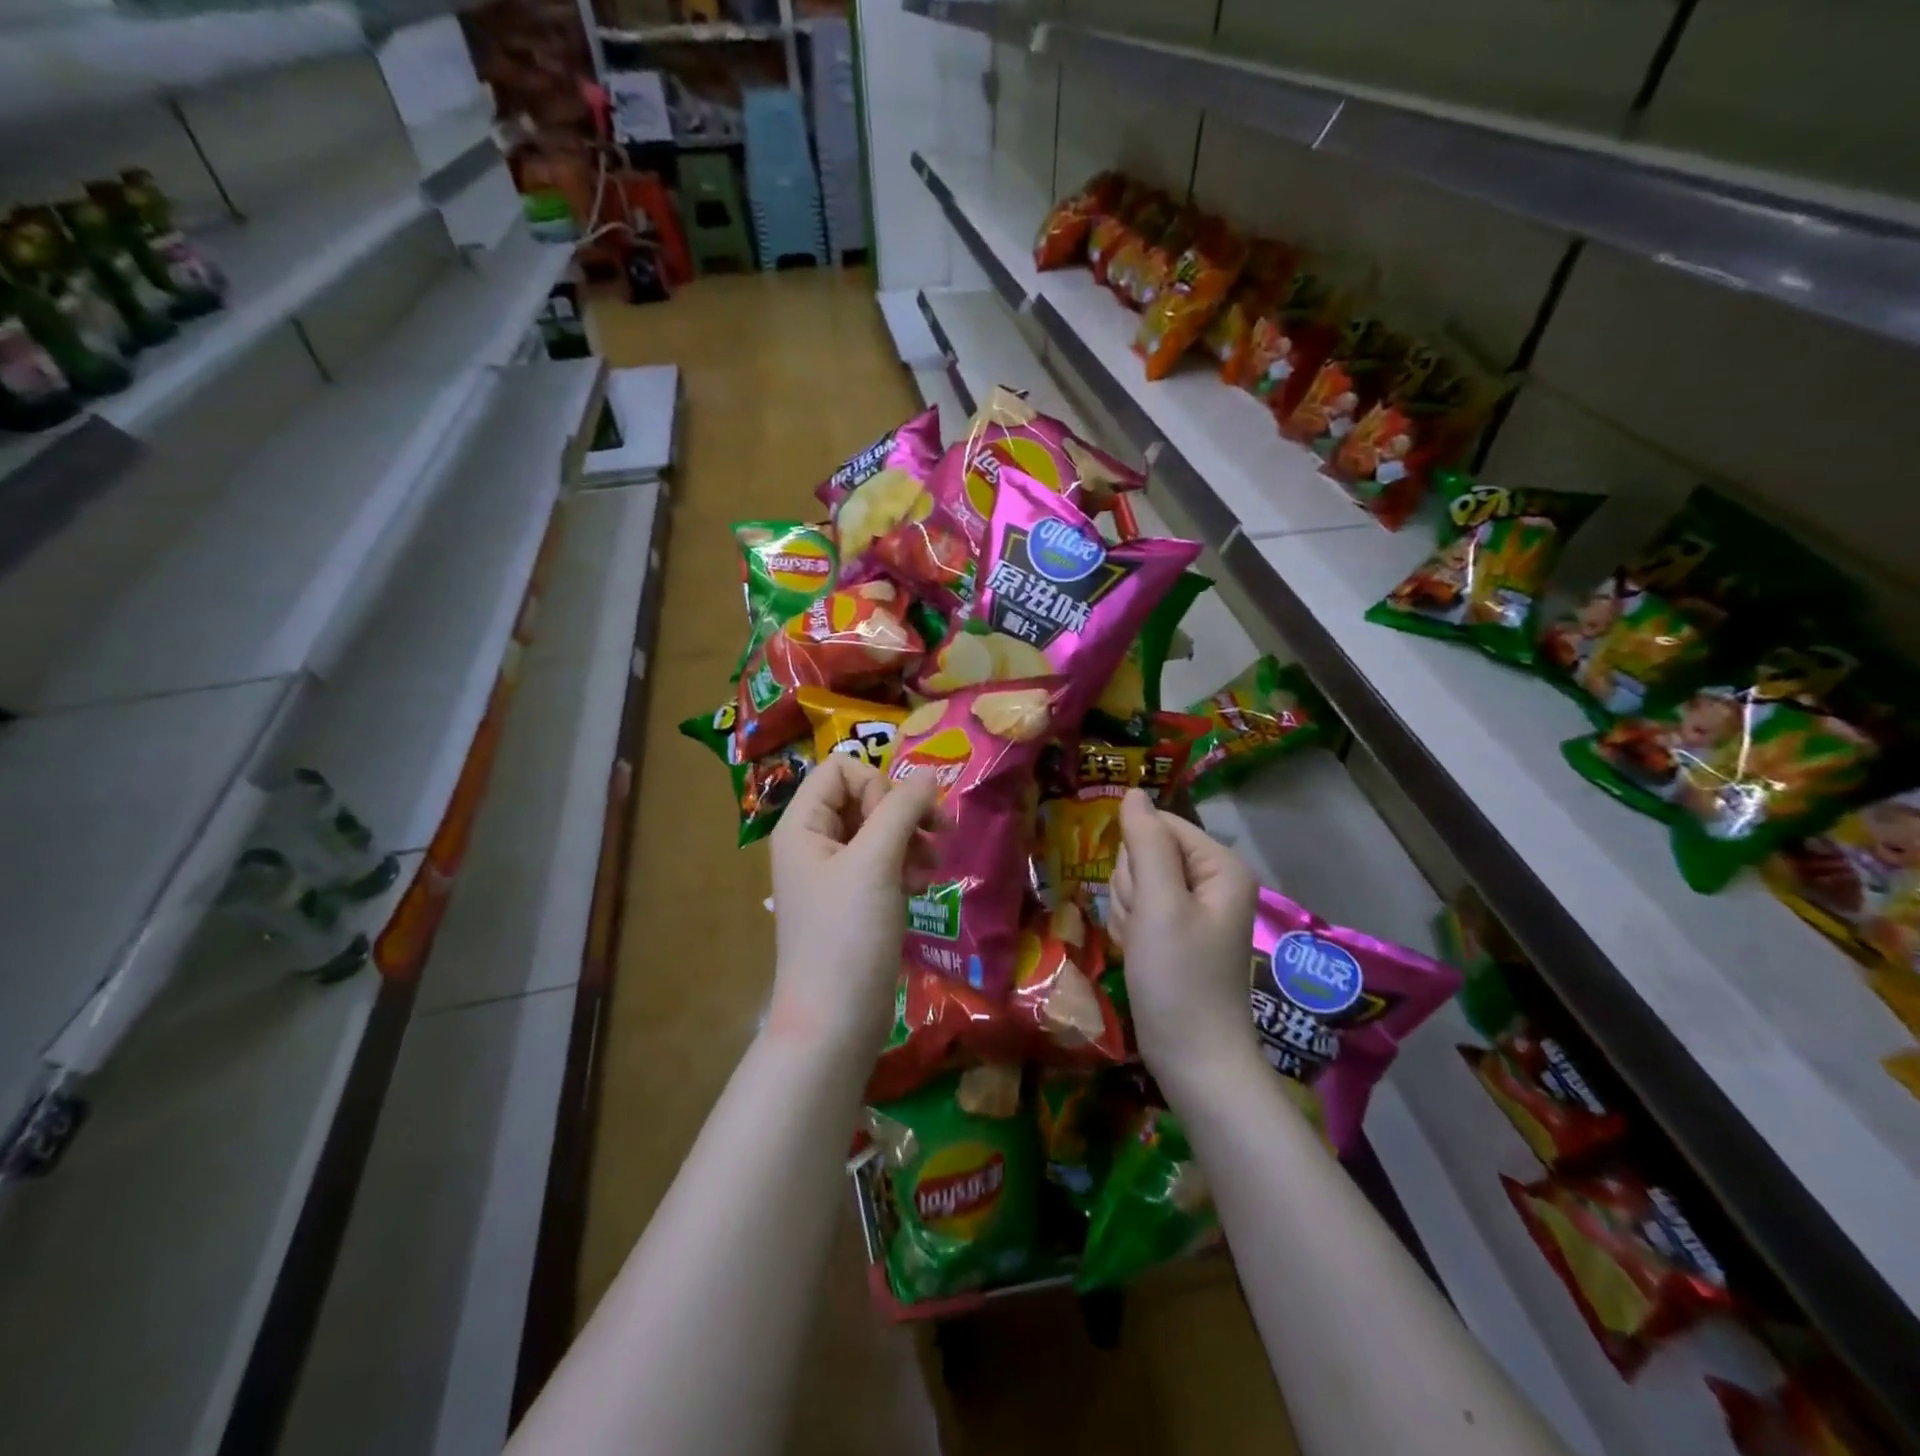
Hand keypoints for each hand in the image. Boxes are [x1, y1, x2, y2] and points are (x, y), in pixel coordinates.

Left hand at [767, 756, 937, 1058]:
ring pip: (879, 829)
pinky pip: (884, 861)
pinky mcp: (855, 899)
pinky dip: (907, 865)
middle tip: (938, 833)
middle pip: (864, 796)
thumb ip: (901, 809)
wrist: (835, 1022)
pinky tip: (924, 885)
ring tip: (934, 864)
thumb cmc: (847, 935)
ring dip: (912, 838)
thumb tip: (929, 772)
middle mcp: (814, 842)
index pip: (842, 768)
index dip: (877, 783)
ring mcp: (834, 872)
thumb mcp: (875, 863)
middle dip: (903, 812)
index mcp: (802, 825)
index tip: (899, 819)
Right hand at [1109, 789, 1261, 1100]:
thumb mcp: (1159, 904)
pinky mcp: (1172, 934)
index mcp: (1218, 866)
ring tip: (1143, 947)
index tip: (1142, 897)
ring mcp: (1189, 909)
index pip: (1159, 825)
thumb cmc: (1180, 978)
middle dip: (1132, 889)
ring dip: (1127, 913)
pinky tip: (1139, 956)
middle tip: (1145, 928)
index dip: (1137, 856)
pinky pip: (1134, 910)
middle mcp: (1208, 881)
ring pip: (1133, 883)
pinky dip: (1129, 931)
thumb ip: (1146, 842)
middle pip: (1144, 853)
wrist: (1192, 1058)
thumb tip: (1132, 792)